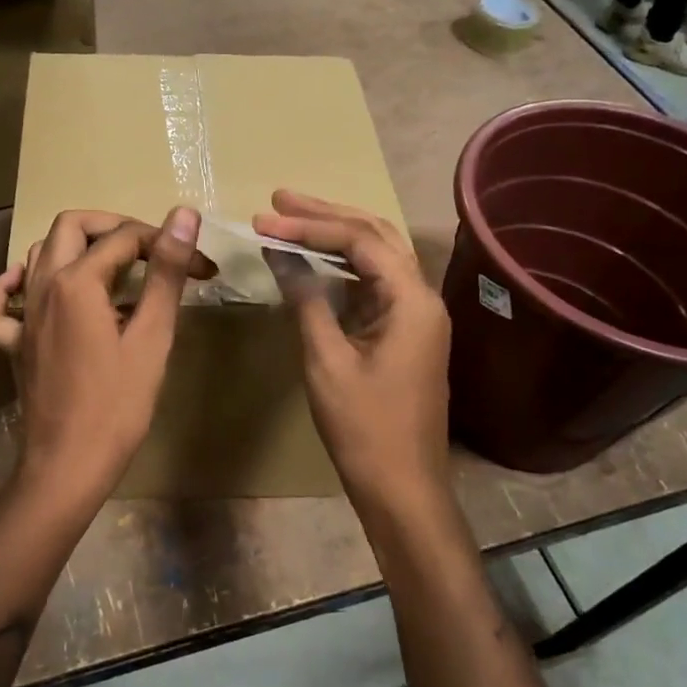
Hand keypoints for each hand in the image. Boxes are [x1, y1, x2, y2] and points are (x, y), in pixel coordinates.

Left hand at [0, 208, 211, 509]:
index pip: (125, 238)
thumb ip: (165, 273)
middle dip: (116, 228)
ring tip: (114, 268)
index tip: (202, 271)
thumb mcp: (152, 337)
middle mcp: (41, 286)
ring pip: (39, 255)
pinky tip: (31, 287)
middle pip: (72, 227)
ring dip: (76, 248)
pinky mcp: (12, 344)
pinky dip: (12, 286)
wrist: (68, 464)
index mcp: (76, 282)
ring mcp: (21, 315)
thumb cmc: (117, 406)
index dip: (168, 245)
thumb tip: (183, 215)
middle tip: (152, 251)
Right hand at [254, 191, 451, 518]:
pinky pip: (375, 285)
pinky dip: (344, 268)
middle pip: (375, 237)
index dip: (310, 227)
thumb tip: (282, 257)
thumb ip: (307, 301)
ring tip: (291, 219)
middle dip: (326, 216)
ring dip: (336, 237)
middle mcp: (422, 298)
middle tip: (279, 200)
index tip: (264, 221)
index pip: (360, 241)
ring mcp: (416, 316)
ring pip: (377, 258)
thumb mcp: (327, 360)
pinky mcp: (405, 334)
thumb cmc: (364, 427)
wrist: (402, 486)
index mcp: (412, 300)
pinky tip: (315, 263)